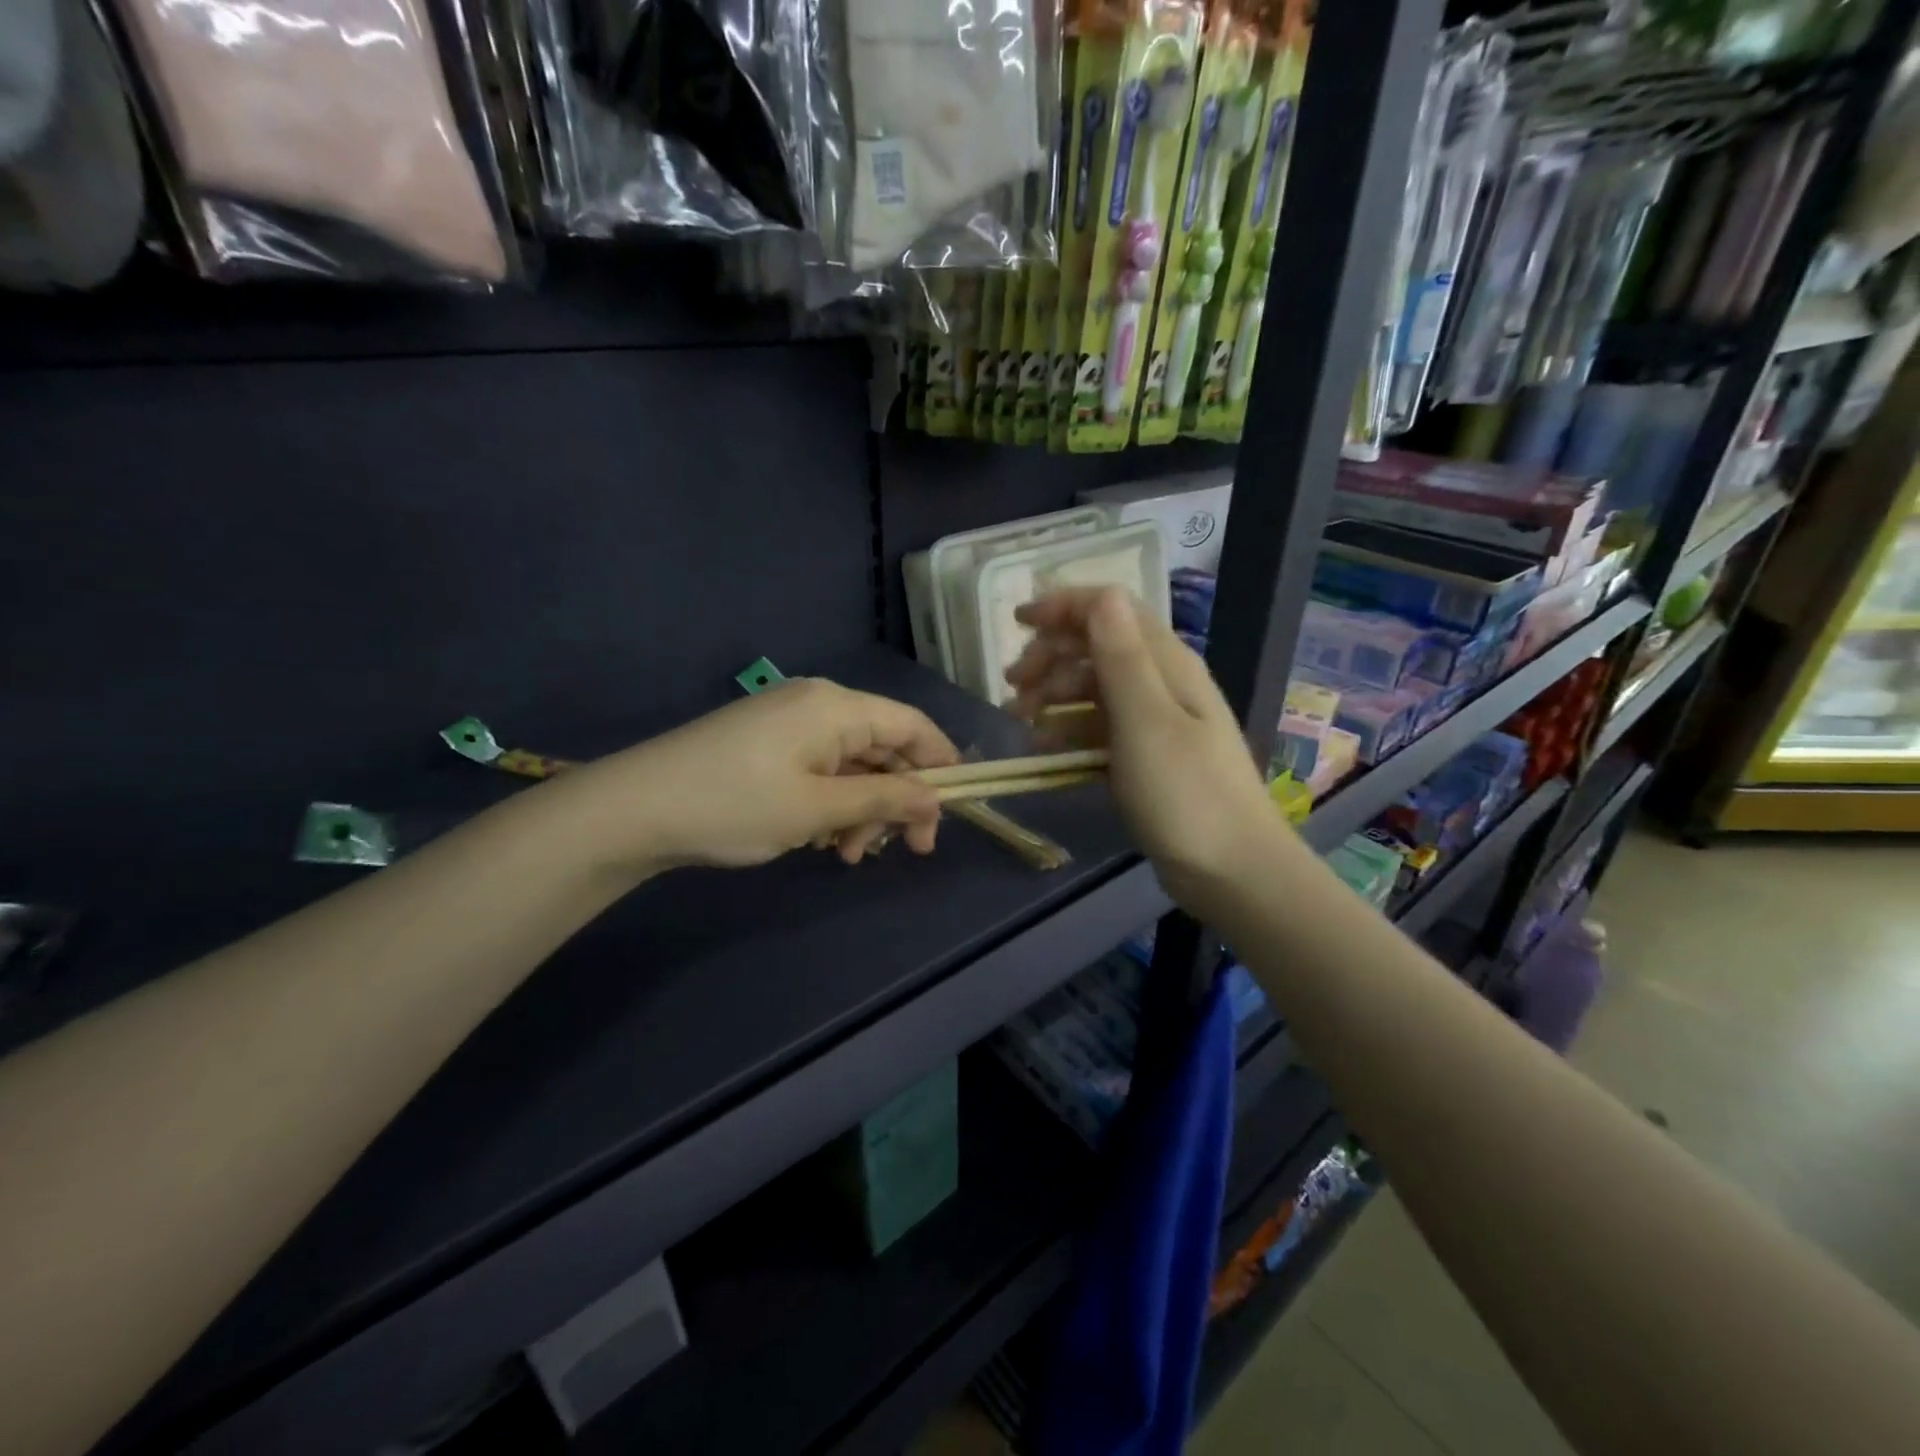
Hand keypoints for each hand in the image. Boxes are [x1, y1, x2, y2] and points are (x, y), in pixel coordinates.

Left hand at [543, 679, 959, 871]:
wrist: (634, 808)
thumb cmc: (735, 805)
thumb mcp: (819, 808)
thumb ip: (886, 799)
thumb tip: (938, 800)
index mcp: (837, 707)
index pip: (912, 725)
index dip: (943, 764)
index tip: (954, 812)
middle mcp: (818, 703)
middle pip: (884, 746)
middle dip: (898, 798)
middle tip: (904, 851)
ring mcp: (789, 722)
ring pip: (853, 763)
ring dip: (863, 808)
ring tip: (848, 855)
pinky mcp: (767, 743)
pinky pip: (821, 767)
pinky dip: (832, 802)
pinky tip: (821, 839)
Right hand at [1005, 588, 1294, 914]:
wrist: (1232, 871)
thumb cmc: (1186, 794)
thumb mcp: (1147, 721)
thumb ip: (1122, 656)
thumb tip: (1102, 594)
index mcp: (1167, 663)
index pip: (1112, 610)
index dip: (1063, 607)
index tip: (1016, 622)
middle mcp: (1162, 682)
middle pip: (1098, 645)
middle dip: (1050, 656)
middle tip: (1011, 688)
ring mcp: (1155, 721)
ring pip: (1094, 688)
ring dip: (1053, 694)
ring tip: (1018, 720)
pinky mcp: (1146, 756)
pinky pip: (1099, 727)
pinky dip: (1069, 730)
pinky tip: (1044, 748)